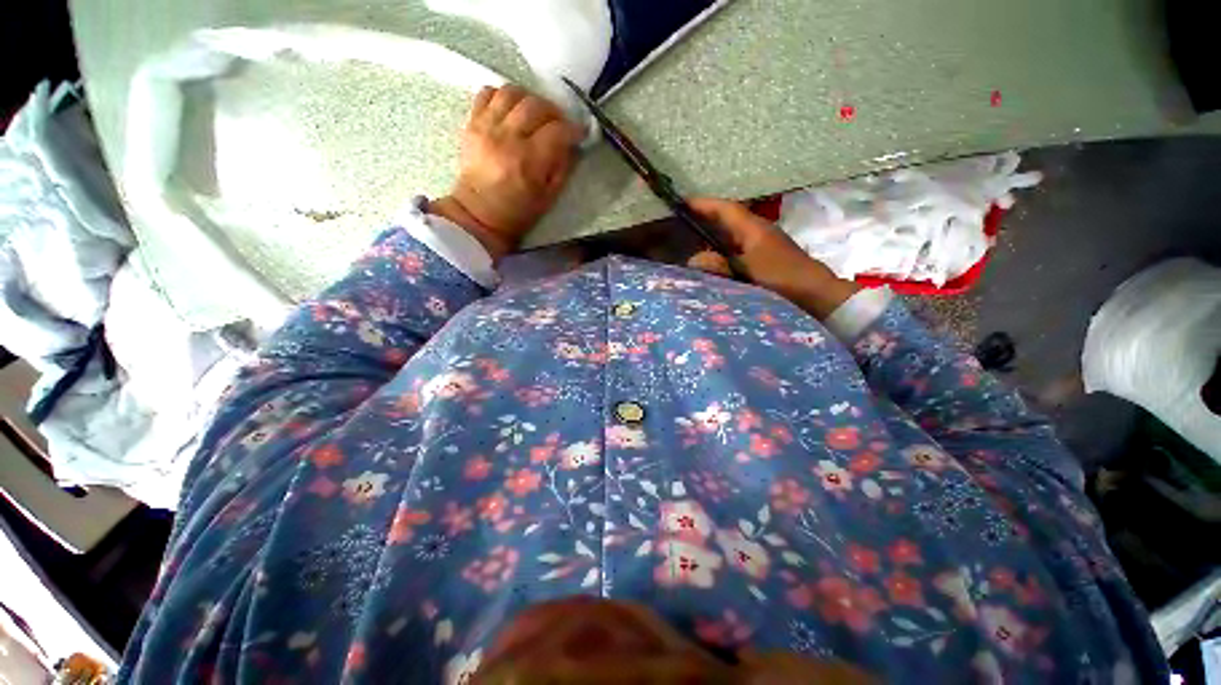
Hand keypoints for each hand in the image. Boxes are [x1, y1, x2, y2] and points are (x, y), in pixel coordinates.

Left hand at [431, 85, 582, 260]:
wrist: (478, 215)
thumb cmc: (518, 213)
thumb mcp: (549, 198)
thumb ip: (562, 168)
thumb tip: (571, 145)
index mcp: (529, 161)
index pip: (557, 131)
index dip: (573, 129)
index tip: (580, 134)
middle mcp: (507, 138)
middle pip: (536, 105)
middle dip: (554, 112)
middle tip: (559, 125)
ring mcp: (486, 127)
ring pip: (512, 92)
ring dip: (529, 99)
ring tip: (535, 114)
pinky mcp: (472, 124)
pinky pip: (487, 94)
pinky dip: (503, 97)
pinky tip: (511, 111)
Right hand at [686, 198, 861, 319]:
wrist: (816, 294)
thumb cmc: (781, 278)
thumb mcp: (747, 271)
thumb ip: (719, 265)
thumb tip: (694, 259)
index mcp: (753, 228)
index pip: (725, 209)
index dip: (704, 205)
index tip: (682, 203)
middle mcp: (757, 231)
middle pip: (728, 219)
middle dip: (706, 217)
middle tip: (682, 221)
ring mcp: (762, 245)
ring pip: (732, 234)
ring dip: (713, 233)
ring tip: (692, 239)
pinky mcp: (764, 259)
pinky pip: (736, 248)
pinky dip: (722, 249)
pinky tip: (714, 259)